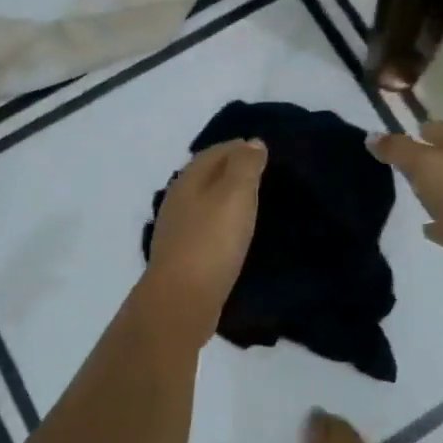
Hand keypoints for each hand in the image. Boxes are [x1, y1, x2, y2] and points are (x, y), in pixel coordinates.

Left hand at [143, 140, 267, 323]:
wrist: (182, 300)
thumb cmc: (212, 241)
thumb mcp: (235, 194)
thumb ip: (245, 165)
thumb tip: (252, 142)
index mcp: (189, 179)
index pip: (216, 151)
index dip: (240, 147)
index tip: (266, 151)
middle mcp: (178, 199)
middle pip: (208, 175)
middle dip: (233, 170)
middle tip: (264, 175)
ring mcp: (176, 229)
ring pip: (205, 201)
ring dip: (226, 198)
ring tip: (254, 203)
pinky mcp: (182, 256)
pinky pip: (206, 227)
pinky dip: (222, 222)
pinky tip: (235, 233)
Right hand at [369, 121, 442, 293]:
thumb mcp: (423, 162)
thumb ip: (398, 149)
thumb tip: (372, 137)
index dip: (426, 131)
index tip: (401, 138)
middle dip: (429, 160)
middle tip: (401, 164)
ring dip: (436, 190)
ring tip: (410, 191)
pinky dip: (439, 220)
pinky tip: (424, 224)